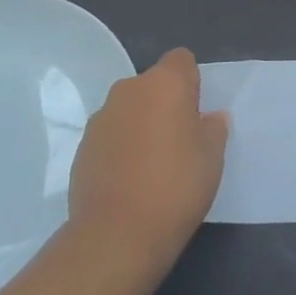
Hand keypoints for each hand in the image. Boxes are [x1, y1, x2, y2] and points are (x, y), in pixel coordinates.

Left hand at [69, 48, 227, 259]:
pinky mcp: (82, 147)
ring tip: (151, 165)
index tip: (196, 113)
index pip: (181, 60)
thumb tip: (209, 118)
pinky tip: (129, 180)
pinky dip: (120, 148)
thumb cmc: (176, 186)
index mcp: (164, 83)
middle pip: (153, 84)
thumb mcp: (212, 157)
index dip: (191, 82)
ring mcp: (101, 117)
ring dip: (140, 124)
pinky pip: (110, 135)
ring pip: (129, 110)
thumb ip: (213, 128)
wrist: (116, 235)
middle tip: (179, 140)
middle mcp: (129, 89)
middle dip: (164, 103)